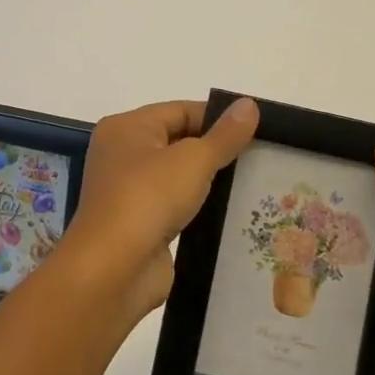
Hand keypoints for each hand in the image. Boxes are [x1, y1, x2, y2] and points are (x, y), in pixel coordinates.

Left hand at [57, 98, 259, 318]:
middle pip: (177, 141)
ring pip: (177, 176)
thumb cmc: (148, 198)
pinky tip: (231, 212)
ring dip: (209, 180)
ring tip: (253, 182)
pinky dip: (199, 207)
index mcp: (127, 127)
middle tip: (262, 155)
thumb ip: (224, 135)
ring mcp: (129, 191)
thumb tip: (249, 104)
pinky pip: (175, 205)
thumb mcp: (193, 160)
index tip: (257, 129)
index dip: (217, 117)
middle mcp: (122, 154)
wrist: (113, 270)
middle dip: (216, 149)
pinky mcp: (139, 223)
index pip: (179, 110)